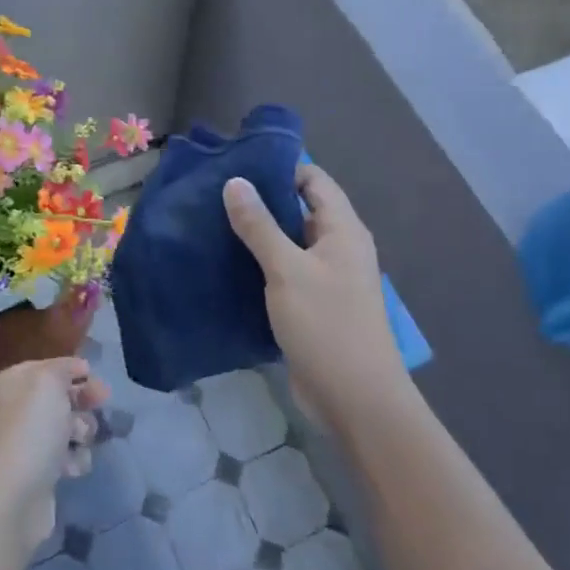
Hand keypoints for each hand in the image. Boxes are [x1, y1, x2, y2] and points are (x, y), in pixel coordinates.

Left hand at [0, 358, 107, 553]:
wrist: (14, 496)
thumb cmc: (31, 429)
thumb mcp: (48, 382)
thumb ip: (64, 368)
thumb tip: (77, 369)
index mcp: (9, 383)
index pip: (45, 367)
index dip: (71, 369)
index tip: (94, 375)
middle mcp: (13, 410)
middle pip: (58, 396)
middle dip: (81, 400)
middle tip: (102, 402)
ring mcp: (24, 442)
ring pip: (66, 426)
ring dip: (81, 430)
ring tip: (79, 440)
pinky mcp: (37, 471)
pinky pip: (65, 456)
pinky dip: (74, 459)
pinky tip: (72, 467)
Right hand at [224, 165, 407, 428]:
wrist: (356, 399)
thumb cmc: (326, 325)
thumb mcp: (287, 270)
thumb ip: (260, 225)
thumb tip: (235, 182)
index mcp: (342, 229)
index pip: (313, 180)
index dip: (280, 170)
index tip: (237, 170)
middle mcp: (338, 247)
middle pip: (300, 210)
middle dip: (262, 203)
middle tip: (215, 198)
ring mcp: (327, 278)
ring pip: (289, 244)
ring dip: (258, 237)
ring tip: (213, 227)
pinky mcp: (314, 306)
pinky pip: (286, 274)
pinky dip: (261, 267)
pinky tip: (228, 267)